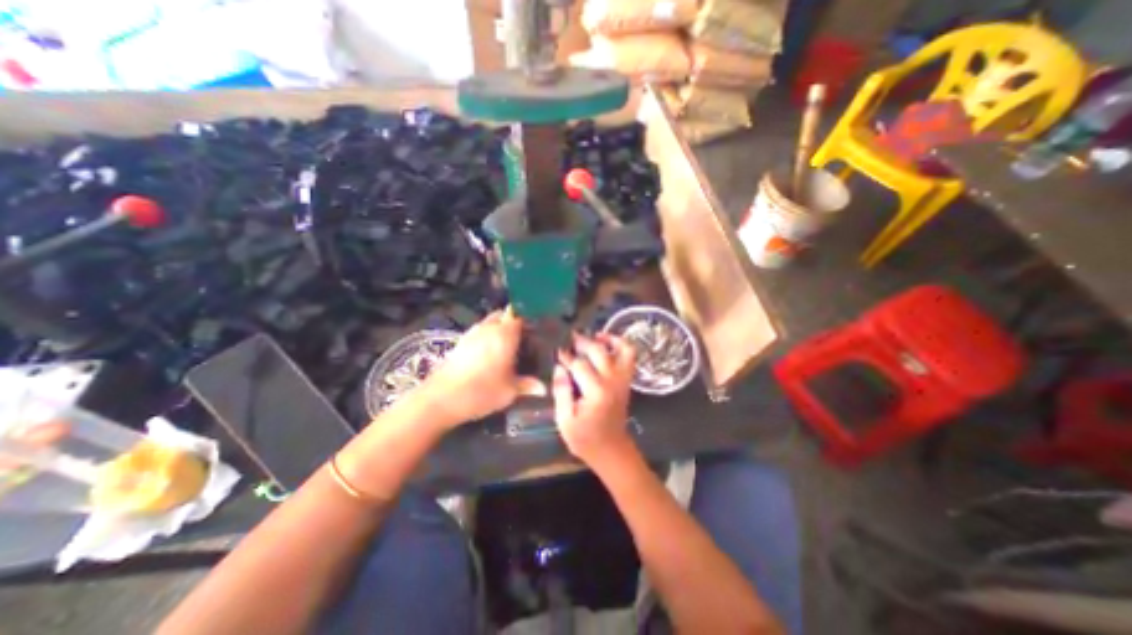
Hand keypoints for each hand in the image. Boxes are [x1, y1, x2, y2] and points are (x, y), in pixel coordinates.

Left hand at [425, 309, 547, 425]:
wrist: (441, 399)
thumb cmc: (482, 391)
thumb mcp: (509, 391)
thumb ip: (528, 385)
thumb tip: (544, 388)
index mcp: (504, 334)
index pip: (519, 314)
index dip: (529, 317)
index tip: (538, 326)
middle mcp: (488, 328)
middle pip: (504, 314)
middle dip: (514, 320)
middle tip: (525, 336)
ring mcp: (472, 334)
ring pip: (490, 322)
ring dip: (499, 328)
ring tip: (509, 344)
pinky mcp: (460, 343)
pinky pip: (479, 332)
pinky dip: (487, 337)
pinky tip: (490, 354)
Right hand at [557, 333, 641, 464]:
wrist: (612, 450)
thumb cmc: (585, 439)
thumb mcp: (565, 421)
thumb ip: (561, 392)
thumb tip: (559, 367)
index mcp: (596, 392)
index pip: (579, 364)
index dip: (566, 356)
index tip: (558, 351)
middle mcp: (612, 381)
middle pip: (599, 351)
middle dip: (583, 342)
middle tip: (570, 338)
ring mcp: (623, 380)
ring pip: (622, 349)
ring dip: (608, 339)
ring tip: (594, 336)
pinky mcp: (627, 381)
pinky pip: (629, 357)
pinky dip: (620, 345)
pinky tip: (606, 344)